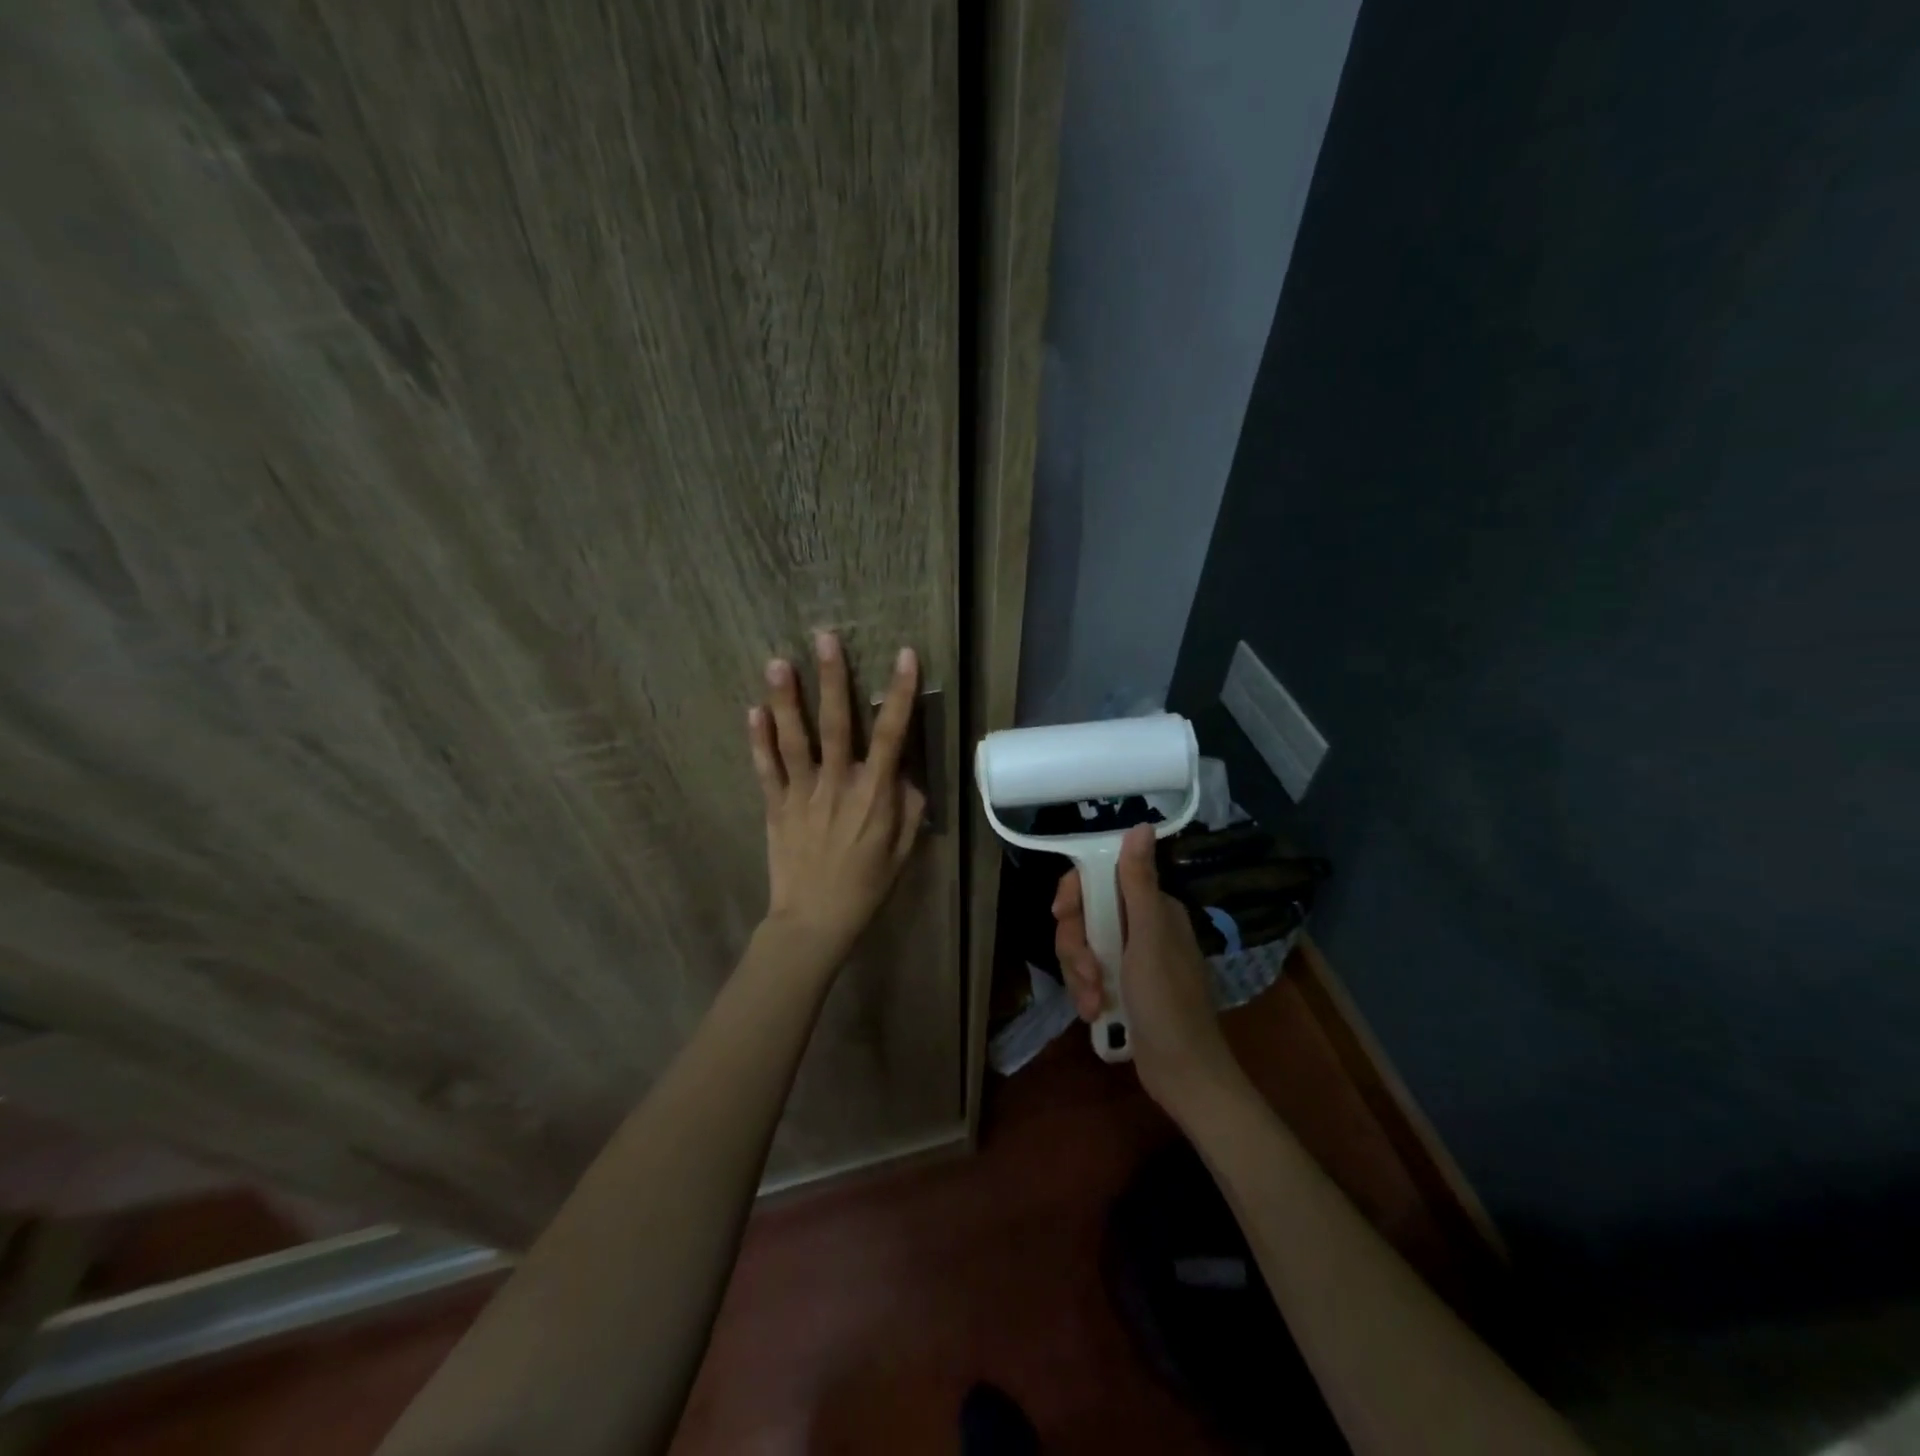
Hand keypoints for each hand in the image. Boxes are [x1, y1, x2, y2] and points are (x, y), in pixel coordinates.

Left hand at [748, 632, 925, 967]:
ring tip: (777, 662)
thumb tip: (906, 772)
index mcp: (874, 794)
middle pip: (836, 723)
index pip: (891, 734)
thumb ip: (909, 806)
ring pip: (794, 738)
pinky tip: (753, 710)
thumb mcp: (903, 850)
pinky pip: (766, 767)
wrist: (815, 921)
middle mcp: (838, 784)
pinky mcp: (775, 806)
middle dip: (832, 678)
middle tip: (824, 637)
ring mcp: (802, 793)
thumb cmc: (867, 886)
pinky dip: (758, 739)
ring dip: (786, 699)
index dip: (899, 693)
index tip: (903, 655)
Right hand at [1053, 825, 1239, 1115]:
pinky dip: (1086, 992)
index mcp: (1152, 908)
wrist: (1182, 1073)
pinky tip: (1095, 1012)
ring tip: (1094, 1001)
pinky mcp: (1120, 985)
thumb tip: (1140, 825)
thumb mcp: (1149, 938)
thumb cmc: (1168, 1001)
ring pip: (1082, 946)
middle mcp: (1140, 926)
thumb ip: (1137, 882)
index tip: (1063, 914)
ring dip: (1080, 974)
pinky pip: (1087, 974)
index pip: (1100, 879)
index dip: (1076, 895)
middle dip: (1077, 945)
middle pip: (1085, 915)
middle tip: (1087, 971)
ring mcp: (1129, 957)